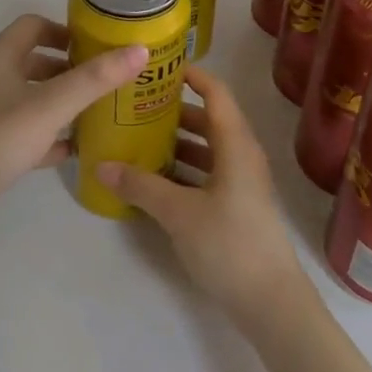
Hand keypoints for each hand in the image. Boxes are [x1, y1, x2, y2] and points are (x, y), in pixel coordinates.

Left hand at [0, 15, 146, 230]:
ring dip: (57, 100)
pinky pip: (21, 128)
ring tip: (93, 111)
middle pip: (32, 59)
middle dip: (67, 68)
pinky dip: (45, 133)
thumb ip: (96, 79)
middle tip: (101, 80)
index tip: (95, 45)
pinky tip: (71, 150)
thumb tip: (139, 50)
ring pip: (27, 95)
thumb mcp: (53, 105)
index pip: (33, 25)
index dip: (64, 30)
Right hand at [95, 65, 308, 336]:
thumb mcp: (178, 213)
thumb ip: (140, 186)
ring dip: (176, 141)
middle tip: (136, 104)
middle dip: (173, 110)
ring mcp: (241, 182)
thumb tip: (100, 166)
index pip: (215, 92)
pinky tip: (154, 178)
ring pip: (207, 148)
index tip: (158, 67)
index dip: (191, 75)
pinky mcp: (237, 206)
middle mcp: (241, 155)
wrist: (272, 304)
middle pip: (208, 119)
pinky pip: (207, 172)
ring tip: (138, 137)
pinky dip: (183, 169)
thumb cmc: (229, 244)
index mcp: (235, 144)